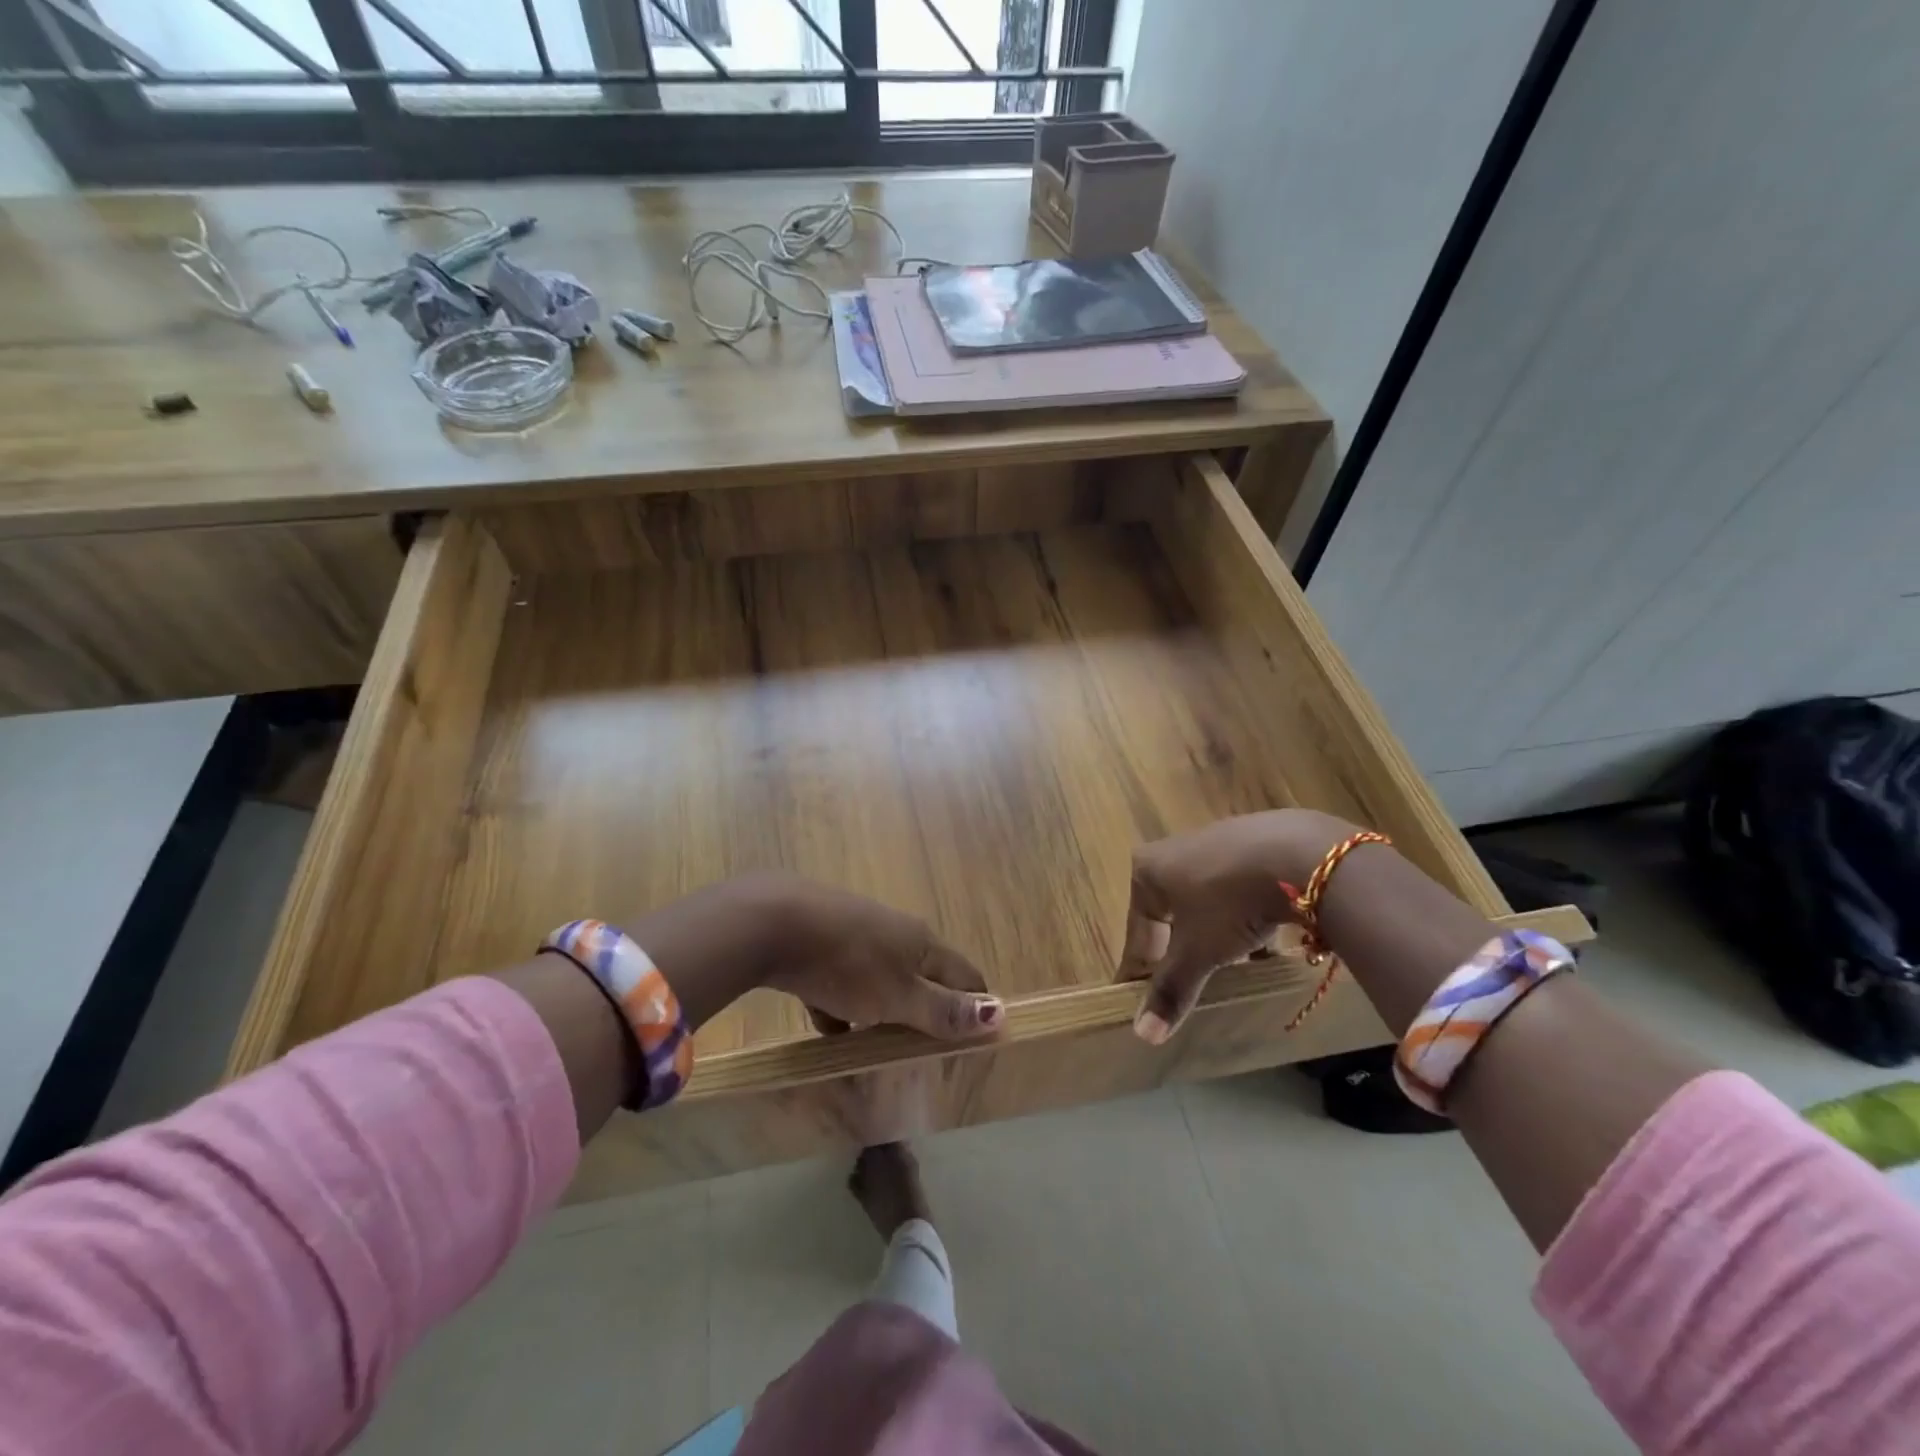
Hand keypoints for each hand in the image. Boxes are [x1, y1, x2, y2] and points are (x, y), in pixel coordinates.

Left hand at [765, 878, 1002, 1040]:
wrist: (772, 923)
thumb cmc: (847, 963)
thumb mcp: (898, 996)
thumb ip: (944, 1010)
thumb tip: (1000, 1015)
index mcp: (922, 943)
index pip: (965, 975)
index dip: (975, 1007)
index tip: (974, 1044)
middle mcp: (894, 933)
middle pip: (922, 976)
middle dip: (927, 1011)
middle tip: (926, 1053)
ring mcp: (855, 936)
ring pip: (880, 981)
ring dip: (883, 1012)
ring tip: (879, 1049)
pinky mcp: (820, 945)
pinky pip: (841, 983)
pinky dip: (841, 1007)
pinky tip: (829, 1030)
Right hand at [1119, 810, 1360, 1043]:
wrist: (1303, 855)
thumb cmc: (1230, 901)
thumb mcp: (1199, 951)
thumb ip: (1172, 989)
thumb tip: (1143, 1034)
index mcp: (1147, 870)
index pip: (1137, 931)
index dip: (1139, 970)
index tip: (1138, 1000)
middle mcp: (1174, 850)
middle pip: (1171, 916)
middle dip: (1181, 952)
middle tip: (1190, 988)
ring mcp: (1216, 843)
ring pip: (1207, 904)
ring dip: (1216, 937)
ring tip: (1234, 970)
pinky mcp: (1254, 844)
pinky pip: (1239, 892)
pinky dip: (1245, 918)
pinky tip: (1265, 941)